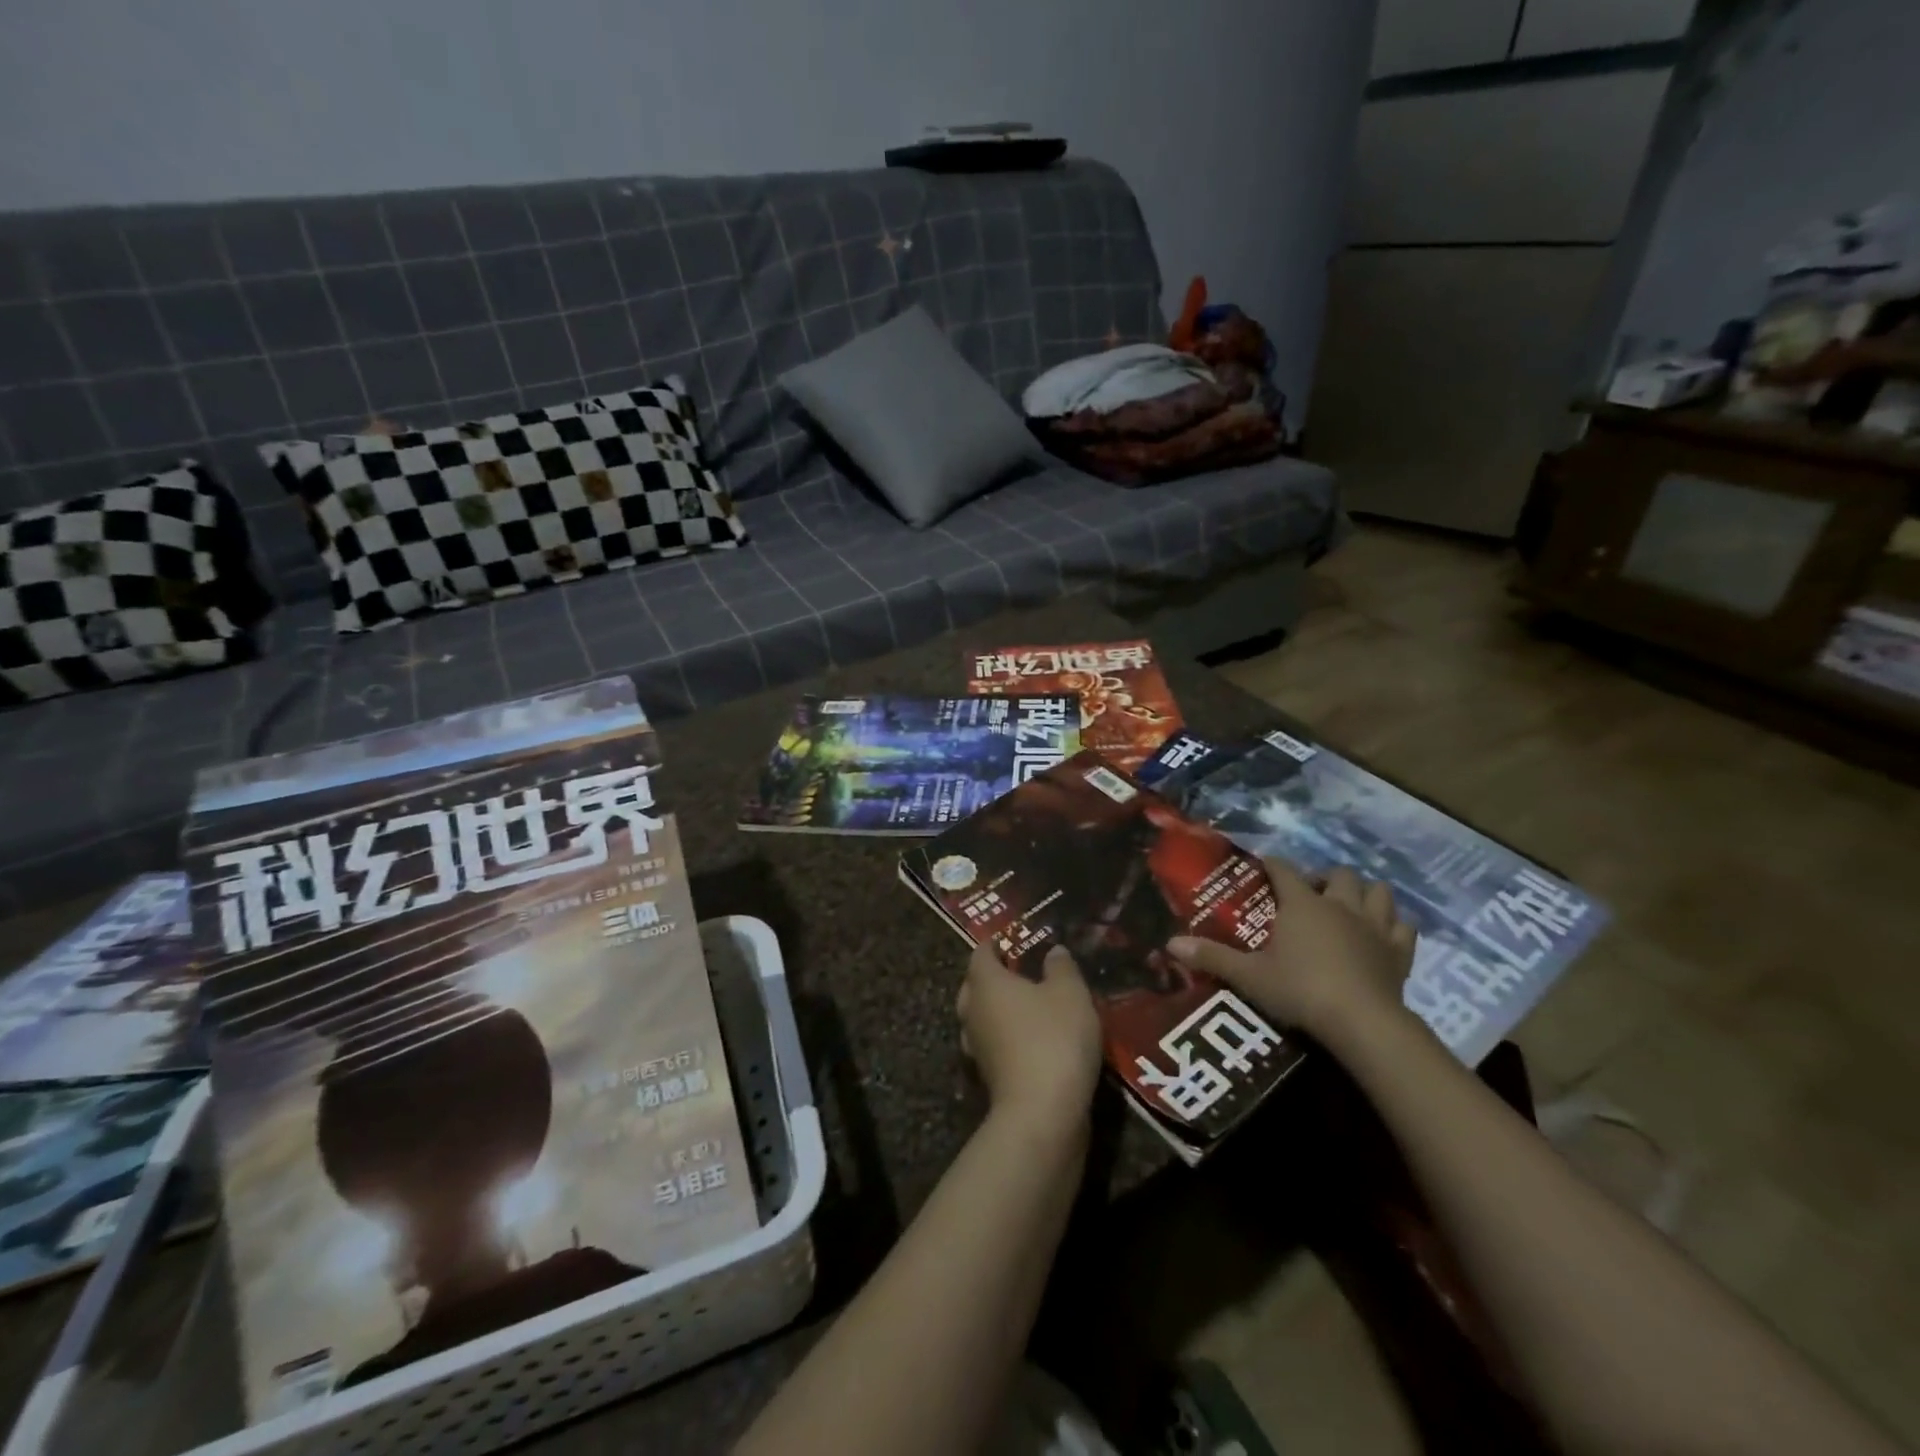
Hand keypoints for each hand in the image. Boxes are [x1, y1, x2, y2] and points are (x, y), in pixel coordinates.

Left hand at [956, 942, 1101, 1137]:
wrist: (1042, 1114)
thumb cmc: (1054, 1039)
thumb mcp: (1070, 994)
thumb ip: (1062, 967)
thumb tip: (1053, 950)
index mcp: (986, 983)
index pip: (980, 954)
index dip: (994, 944)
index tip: (1009, 939)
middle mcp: (972, 1012)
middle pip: (974, 986)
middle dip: (991, 977)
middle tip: (1017, 971)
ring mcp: (976, 1047)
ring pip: (980, 1018)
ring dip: (997, 1010)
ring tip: (1026, 1005)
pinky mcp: (988, 1077)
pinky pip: (993, 1045)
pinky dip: (1006, 1038)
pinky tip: (1030, 1041)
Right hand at [1168, 860, 1415, 1044]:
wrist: (1362, 1023)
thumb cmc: (1299, 990)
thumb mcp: (1249, 976)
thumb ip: (1211, 957)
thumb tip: (1170, 944)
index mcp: (1301, 904)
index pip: (1284, 871)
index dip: (1272, 865)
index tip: (1263, 866)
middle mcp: (1340, 905)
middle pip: (1339, 874)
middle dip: (1324, 878)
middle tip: (1310, 896)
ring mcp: (1375, 926)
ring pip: (1379, 892)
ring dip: (1364, 894)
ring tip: (1349, 907)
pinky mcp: (1399, 952)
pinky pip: (1403, 927)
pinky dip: (1393, 926)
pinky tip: (1382, 935)